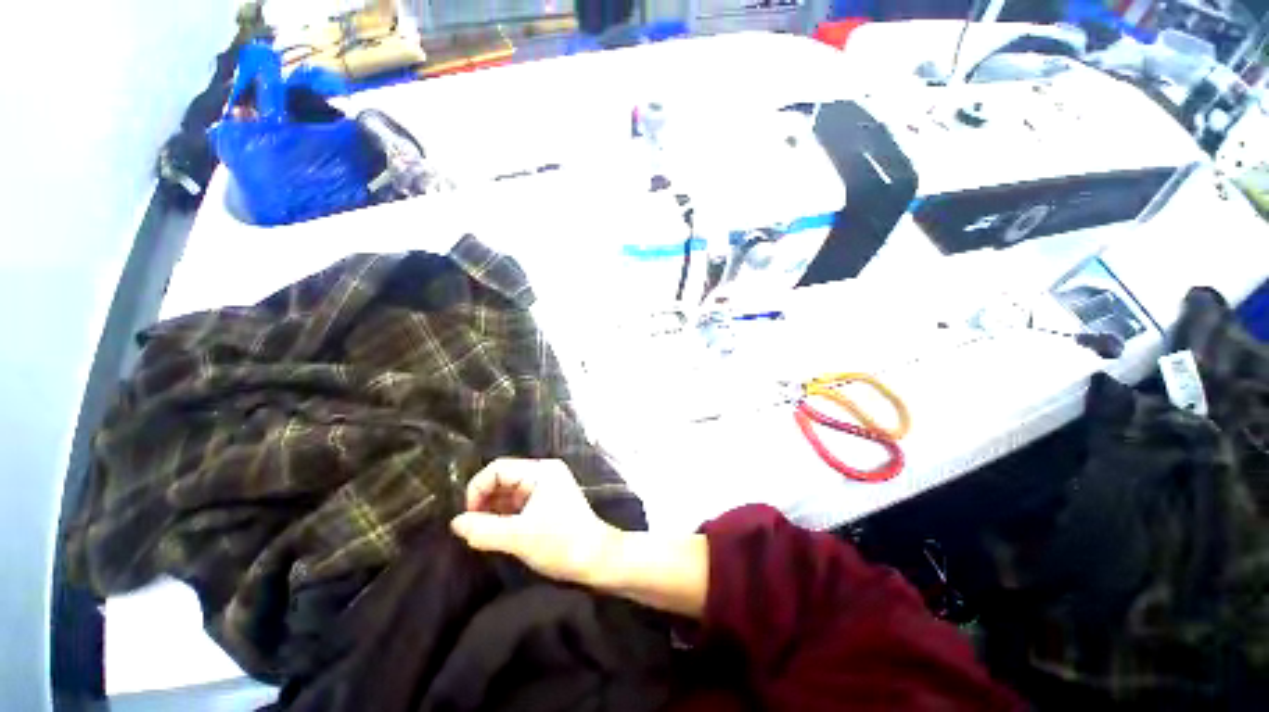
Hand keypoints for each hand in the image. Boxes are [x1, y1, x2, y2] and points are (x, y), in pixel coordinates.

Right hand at [450, 458, 619, 585]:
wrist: (598, 560)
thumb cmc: (562, 544)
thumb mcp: (519, 537)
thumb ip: (484, 529)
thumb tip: (455, 523)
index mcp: (542, 471)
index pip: (498, 469)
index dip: (477, 489)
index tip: (468, 519)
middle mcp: (544, 473)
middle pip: (503, 479)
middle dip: (485, 501)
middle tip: (473, 529)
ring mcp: (547, 488)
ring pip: (509, 493)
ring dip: (493, 511)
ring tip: (483, 534)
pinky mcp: (548, 503)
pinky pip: (519, 504)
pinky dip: (505, 517)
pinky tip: (497, 534)